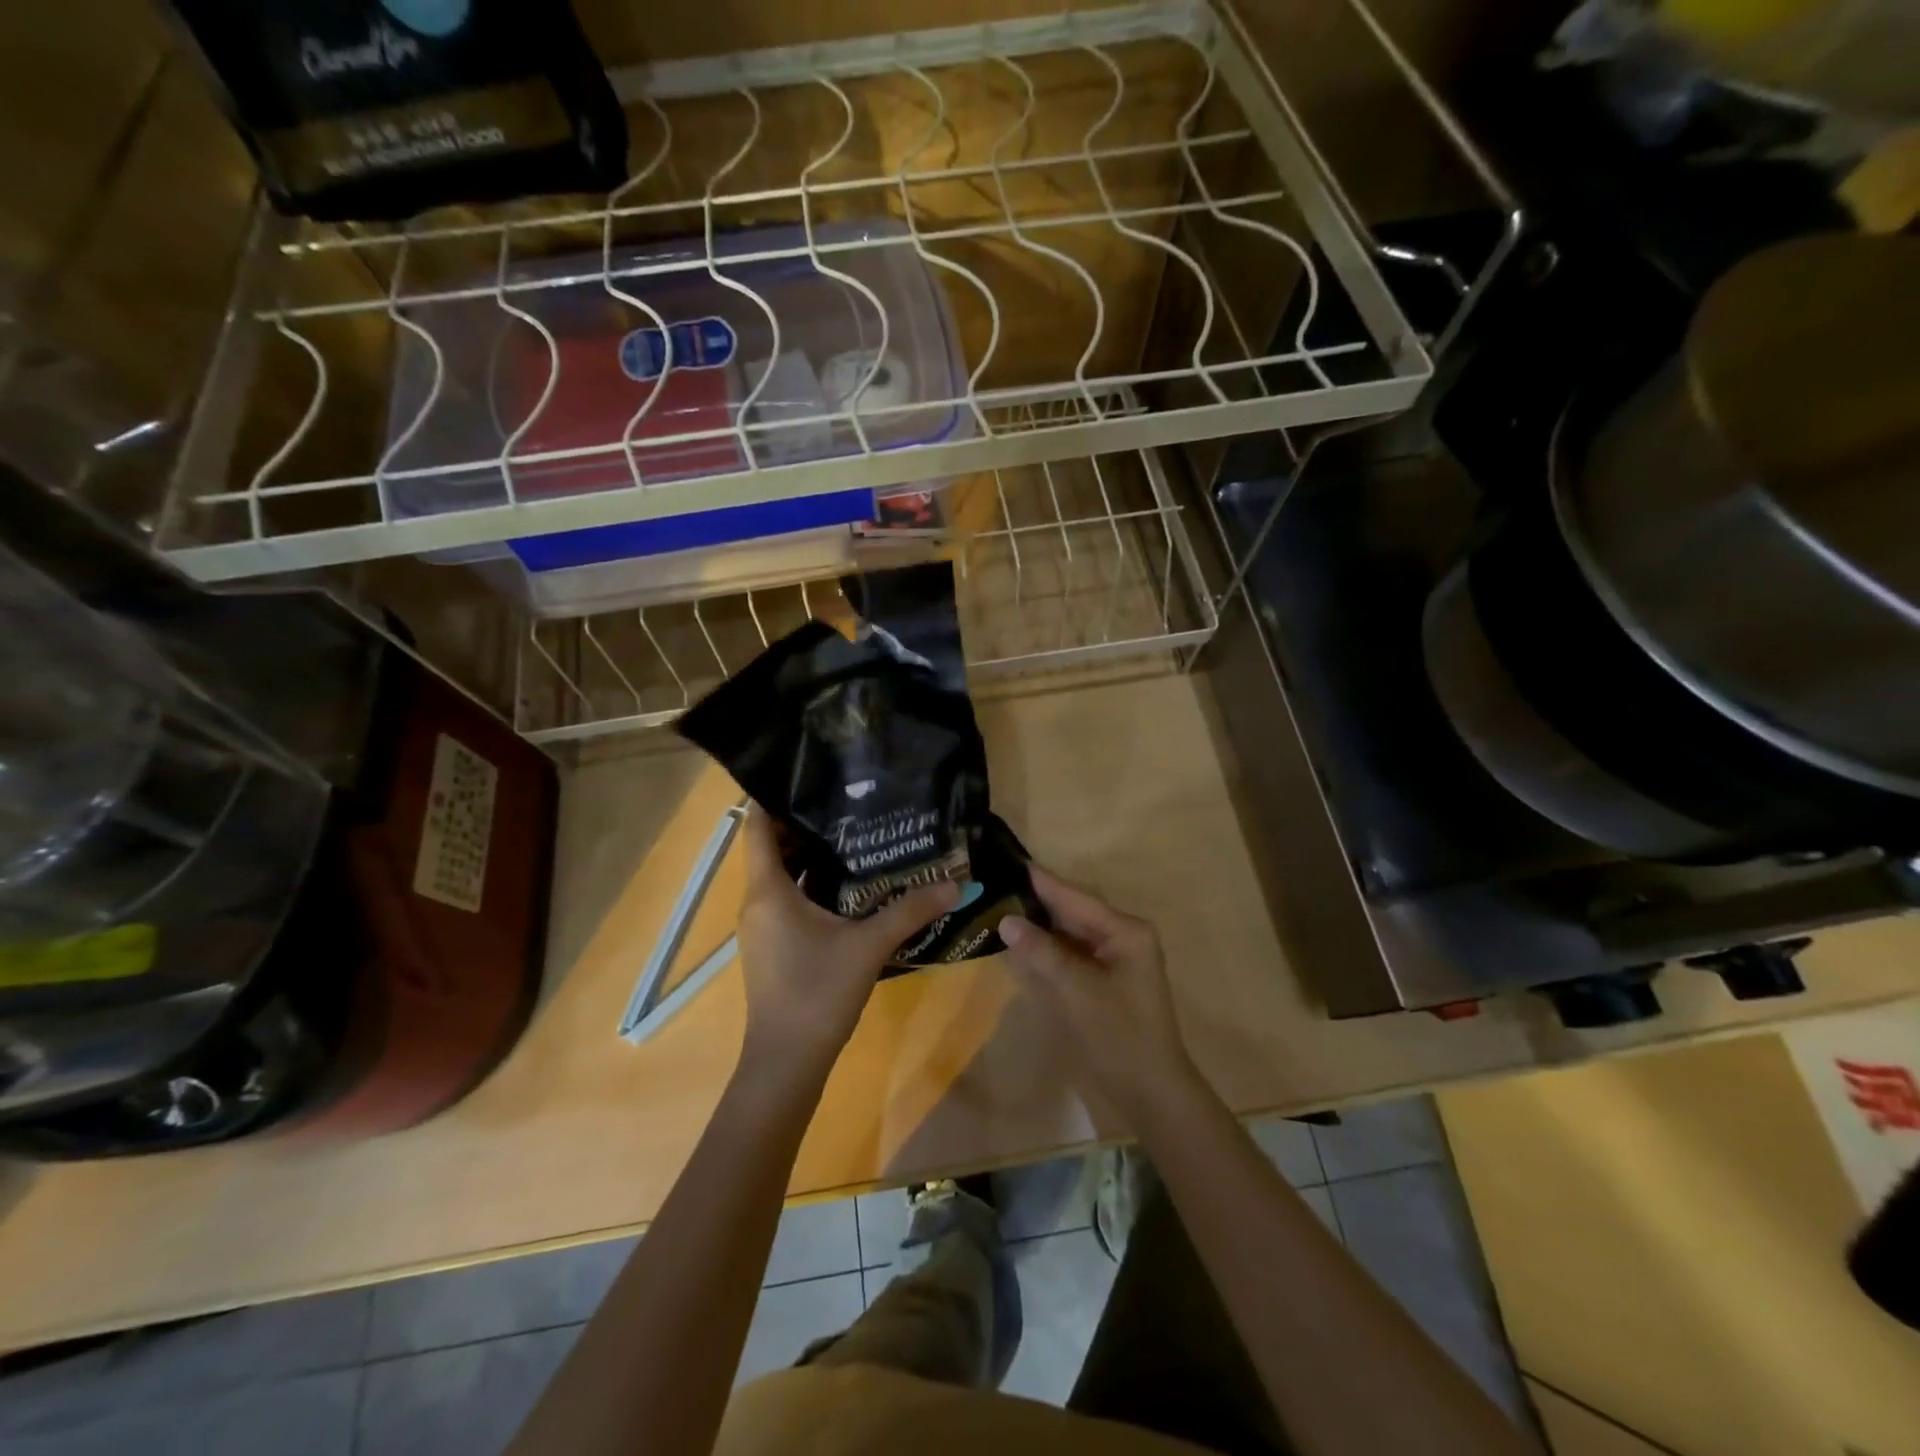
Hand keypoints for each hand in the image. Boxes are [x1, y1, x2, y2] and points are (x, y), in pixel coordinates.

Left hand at [735, 808, 957, 1079]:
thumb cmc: (817, 993)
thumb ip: (910, 910)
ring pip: (783, 876)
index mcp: (768, 891)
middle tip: (848, 802)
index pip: (758, 827)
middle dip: (806, 823)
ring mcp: (764, 927)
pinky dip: (812, 884)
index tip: (808, 775)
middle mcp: (758, 902)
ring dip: (811, 856)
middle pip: (773, 848)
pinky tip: (851, 885)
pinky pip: (789, 899)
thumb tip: (955, 883)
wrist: (786, 1063)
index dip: (775, 797)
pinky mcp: (774, 946)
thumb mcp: (868, 946)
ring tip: (855, 834)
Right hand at [998, 867, 1200, 1127]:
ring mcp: (1115, 959)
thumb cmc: (1118, 1035)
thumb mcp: (1076, 990)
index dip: (1041, 881)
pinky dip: (1047, 949)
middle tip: (995, 885)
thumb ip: (1042, 952)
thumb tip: (1006, 920)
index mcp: (1125, 930)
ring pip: (1069, 933)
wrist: (1150, 1091)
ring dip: (1039, 925)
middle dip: (1036, 901)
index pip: (1075, 897)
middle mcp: (1122, 937)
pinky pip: (1071, 954)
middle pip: (1072, 911)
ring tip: (999, 906)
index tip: (1008, 861)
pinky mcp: (1105, 981)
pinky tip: (1020, 943)